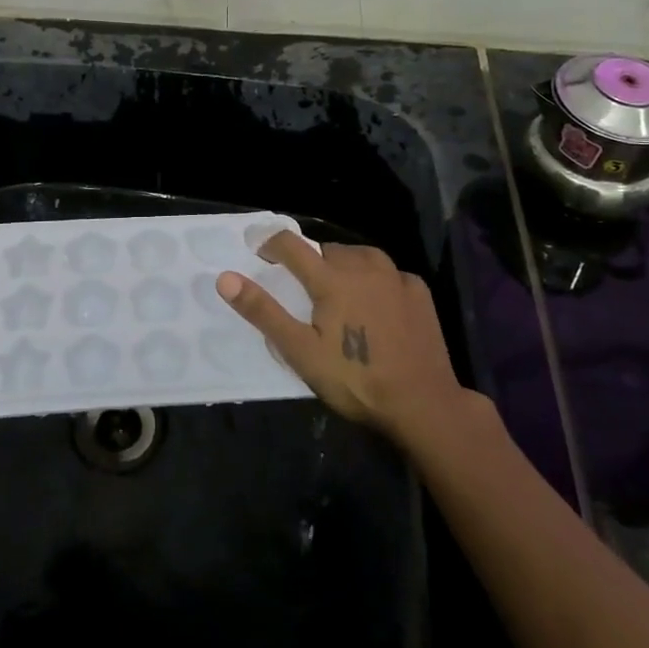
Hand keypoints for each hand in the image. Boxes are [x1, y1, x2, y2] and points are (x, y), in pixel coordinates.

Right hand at [217, 234, 467, 448]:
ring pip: (360, 255)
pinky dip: (375, 278)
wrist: (423, 403)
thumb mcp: (300, 351)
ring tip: (338, 288)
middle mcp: (363, 266)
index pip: (291, 245)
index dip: (270, 244)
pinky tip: (376, 301)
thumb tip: (225, 278)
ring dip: (343, 264)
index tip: (259, 252)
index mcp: (331, 278)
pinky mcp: (418, 291)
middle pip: (327, 249)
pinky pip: (388, 272)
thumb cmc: (355, 379)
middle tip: (303, 287)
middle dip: (310, 261)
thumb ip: (263, 311)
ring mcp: (395, 276)